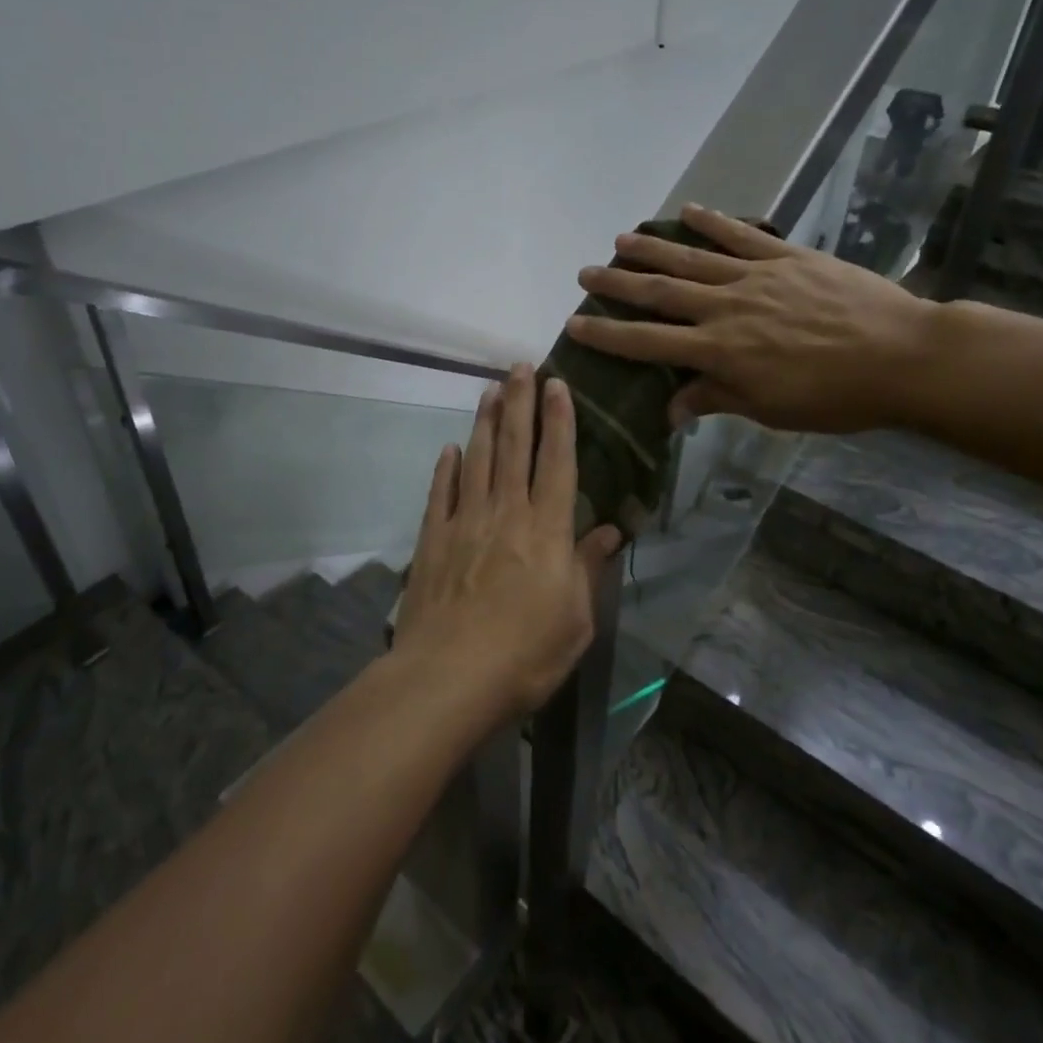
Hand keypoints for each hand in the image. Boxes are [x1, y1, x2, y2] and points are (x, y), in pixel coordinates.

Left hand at [393, 365, 621, 720]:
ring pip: (476, 459)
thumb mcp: (576, 619)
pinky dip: (446, 468)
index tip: (558, 385)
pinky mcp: (433, 540)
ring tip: (489, 390)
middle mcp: (506, 513)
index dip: (559, 421)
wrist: (449, 676)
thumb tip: (609, 531)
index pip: (557, 462)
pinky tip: (449, 449)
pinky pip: (441, 493)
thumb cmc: (526, 654)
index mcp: (547, 530)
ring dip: (484, 422)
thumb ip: (588, 568)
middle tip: (520, 366)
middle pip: (513, 447)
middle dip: (519, 403)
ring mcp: (465, 523)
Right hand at [566, 203, 938, 435]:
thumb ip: (716, 399)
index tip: (575, 324)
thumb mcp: (769, 409)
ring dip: (652, 249)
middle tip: (585, 273)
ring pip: (693, 259)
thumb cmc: (834, 396)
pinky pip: (742, 236)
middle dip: (618, 284)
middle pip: (660, 293)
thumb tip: (670, 409)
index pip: (648, 342)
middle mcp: (726, 307)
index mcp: (719, 351)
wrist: (902, 356)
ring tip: (620, 239)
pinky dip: (714, 222)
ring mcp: (757, 276)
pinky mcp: (788, 256)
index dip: (608, 334)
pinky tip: (689, 211)